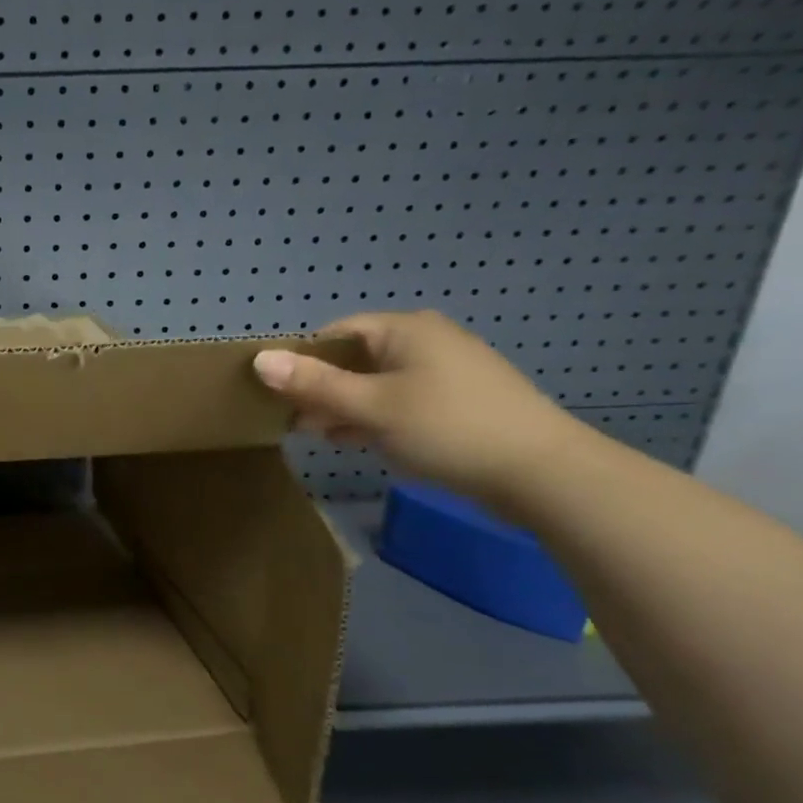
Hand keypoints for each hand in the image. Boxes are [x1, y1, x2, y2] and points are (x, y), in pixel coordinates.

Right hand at [253, 311, 588, 512]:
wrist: (543, 473)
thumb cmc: (447, 427)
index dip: (303, 360)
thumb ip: (314, 384)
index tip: (280, 395)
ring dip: (345, 406)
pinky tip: (357, 441)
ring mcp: (446, 372)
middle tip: (296, 422)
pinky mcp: (458, 402)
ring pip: (376, 382)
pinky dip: (374, 417)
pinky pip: (400, 401)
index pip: (335, 332)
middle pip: (355, 357)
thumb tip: (259, 359)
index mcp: (405, 330)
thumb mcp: (371, 406)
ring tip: (321, 435)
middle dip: (322, 388)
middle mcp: (426, 341)